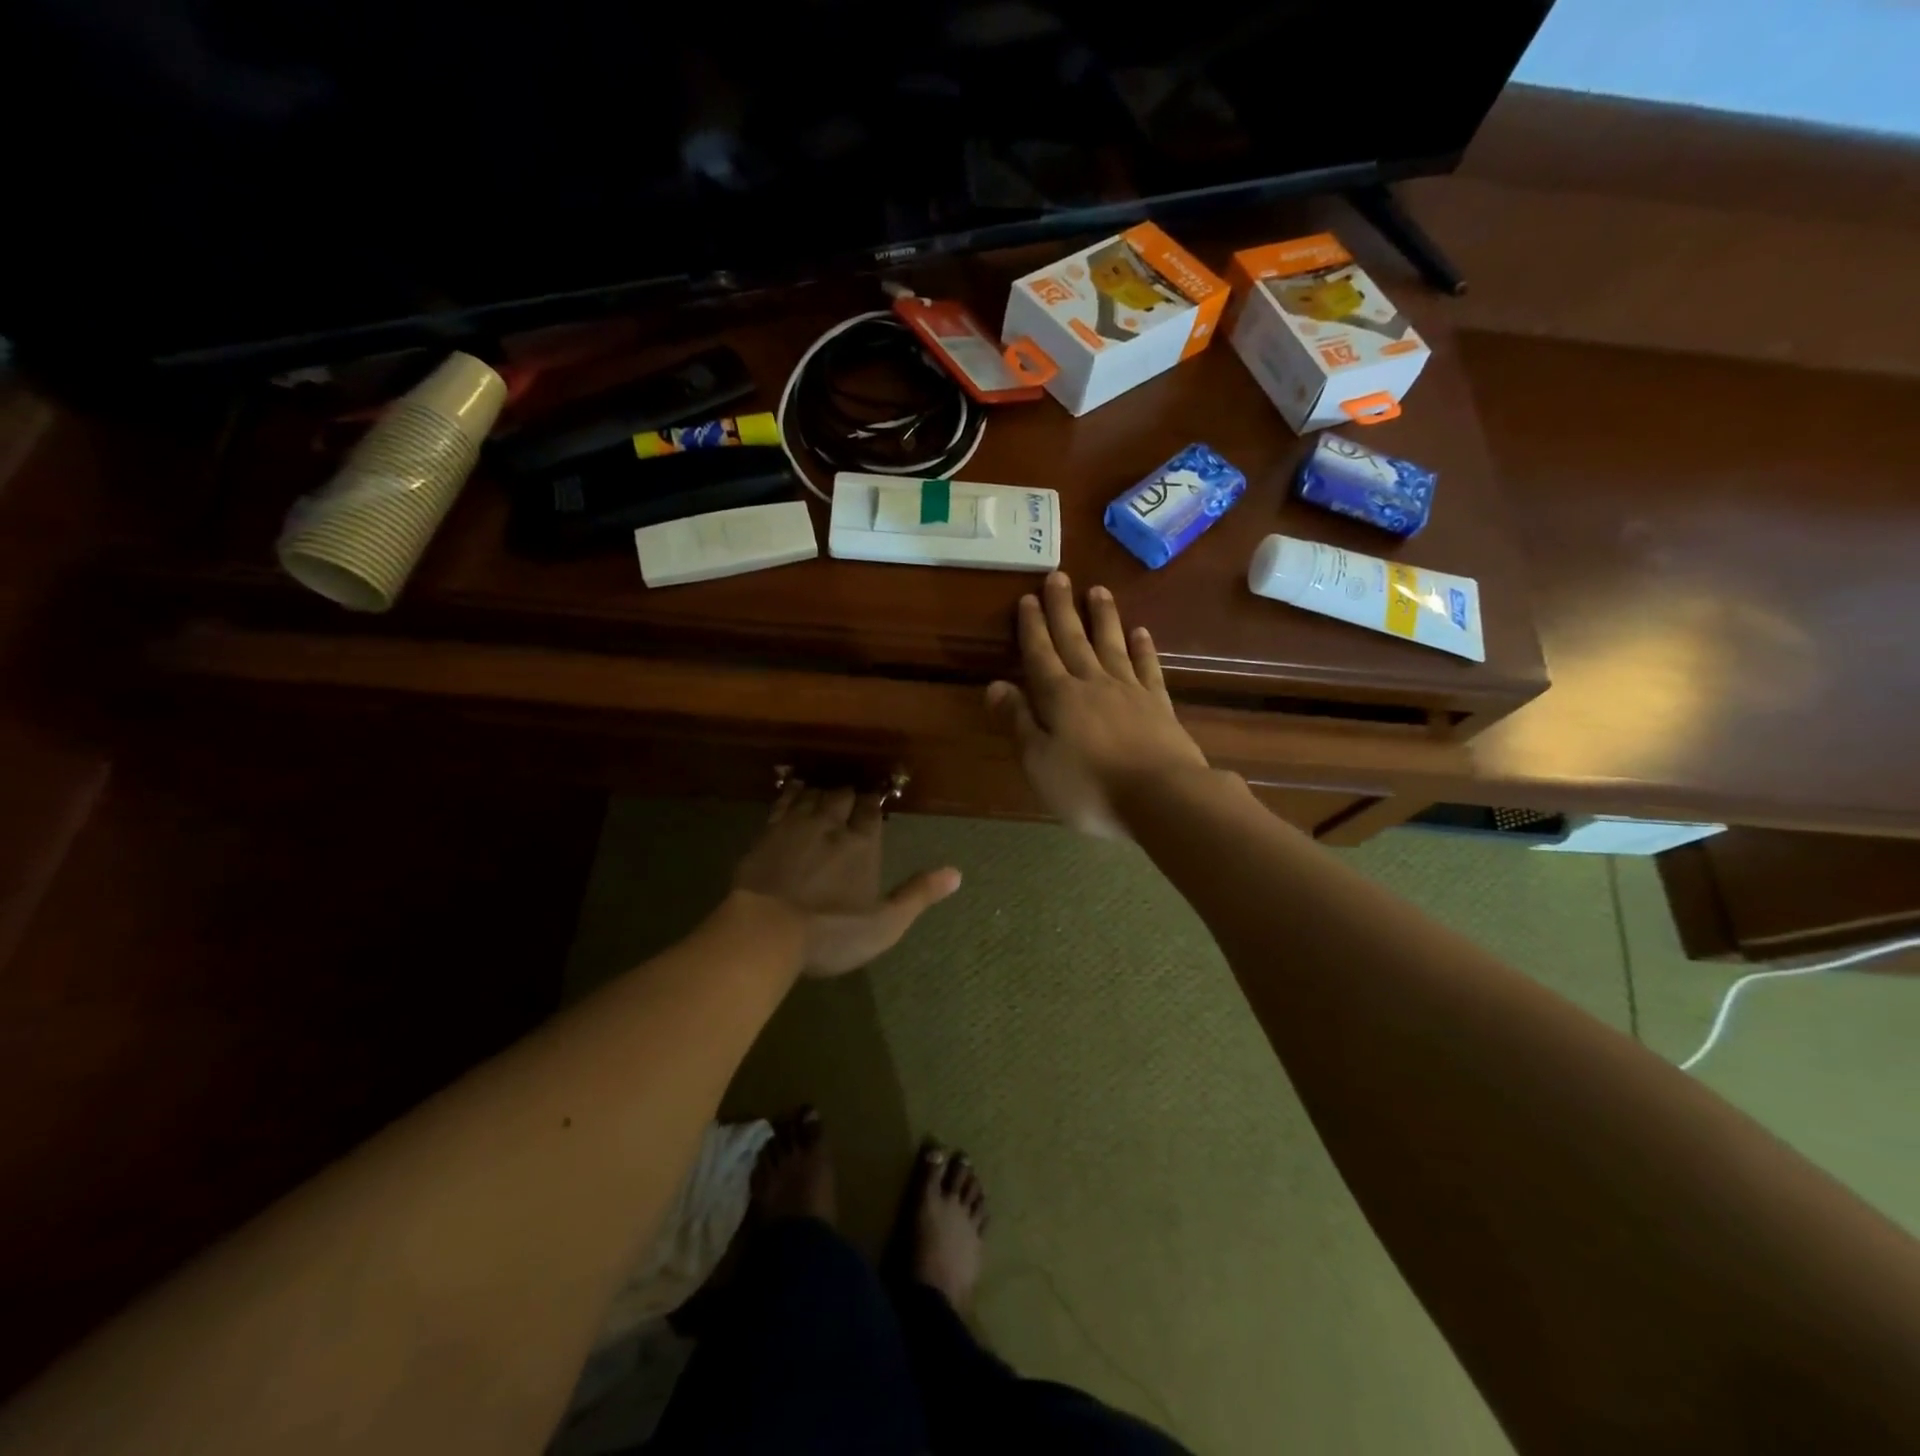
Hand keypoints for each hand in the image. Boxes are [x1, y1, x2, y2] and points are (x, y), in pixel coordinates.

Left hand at [732, 782, 961, 976]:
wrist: (765, 930)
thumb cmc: (831, 932)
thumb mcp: (884, 924)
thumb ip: (918, 895)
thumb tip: (956, 873)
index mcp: (862, 844)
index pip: (871, 811)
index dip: (874, 803)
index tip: (876, 798)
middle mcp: (831, 825)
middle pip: (842, 796)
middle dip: (849, 793)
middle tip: (851, 794)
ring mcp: (795, 826)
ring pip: (812, 794)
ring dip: (821, 790)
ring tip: (825, 789)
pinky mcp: (766, 834)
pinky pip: (783, 802)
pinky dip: (792, 792)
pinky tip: (793, 789)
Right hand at [987, 572, 1209, 838]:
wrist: (1162, 797)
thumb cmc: (1090, 787)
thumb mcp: (1039, 763)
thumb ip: (1018, 722)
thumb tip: (995, 684)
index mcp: (1059, 697)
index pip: (1040, 654)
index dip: (1032, 627)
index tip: (1027, 598)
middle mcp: (1093, 683)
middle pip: (1074, 640)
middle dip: (1062, 609)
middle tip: (1057, 576)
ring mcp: (1130, 691)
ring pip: (1111, 645)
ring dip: (1103, 617)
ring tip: (1097, 590)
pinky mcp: (1159, 704)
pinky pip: (1147, 667)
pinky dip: (1142, 648)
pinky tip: (1140, 632)